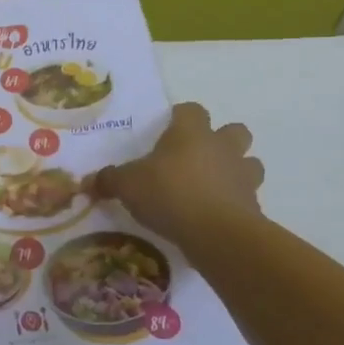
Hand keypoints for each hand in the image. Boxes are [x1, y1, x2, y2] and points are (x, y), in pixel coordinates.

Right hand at [91, 103, 264, 246]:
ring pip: (250, 163)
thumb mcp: (127, 186)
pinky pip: (247, 198)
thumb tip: (89, 181)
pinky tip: (215, 217)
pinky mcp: (254, 206)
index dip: (181, 117)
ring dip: (236, 170)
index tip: (168, 130)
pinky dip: (235, 203)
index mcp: (191, 133)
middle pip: (234, 130)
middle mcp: (221, 147)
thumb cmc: (169, 194)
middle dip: (221, 140)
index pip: (191, 110)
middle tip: (197, 158)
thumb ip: (109, 180)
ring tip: (212, 187)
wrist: (216, 233)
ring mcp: (243, 176)